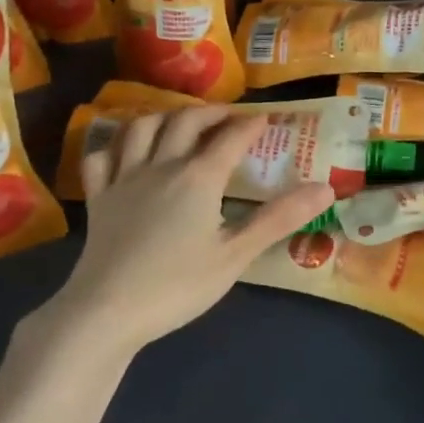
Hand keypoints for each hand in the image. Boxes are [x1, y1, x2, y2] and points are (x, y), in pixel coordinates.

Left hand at [52, 107, 333, 353]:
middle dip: (211, 112)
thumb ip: (279, 218)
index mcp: (198, 177)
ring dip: (164, 116)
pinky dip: (114, 144)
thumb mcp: (236, 255)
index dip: (251, 125)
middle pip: (185, 121)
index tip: (266, 118)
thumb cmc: (177, 285)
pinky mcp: (98, 197)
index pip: (231, 138)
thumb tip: (326, 188)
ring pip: (141, 127)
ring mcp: (124, 178)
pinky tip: (124, 150)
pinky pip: (101, 157)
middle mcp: (161, 165)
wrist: (107, 310)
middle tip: (228, 116)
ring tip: (179, 121)